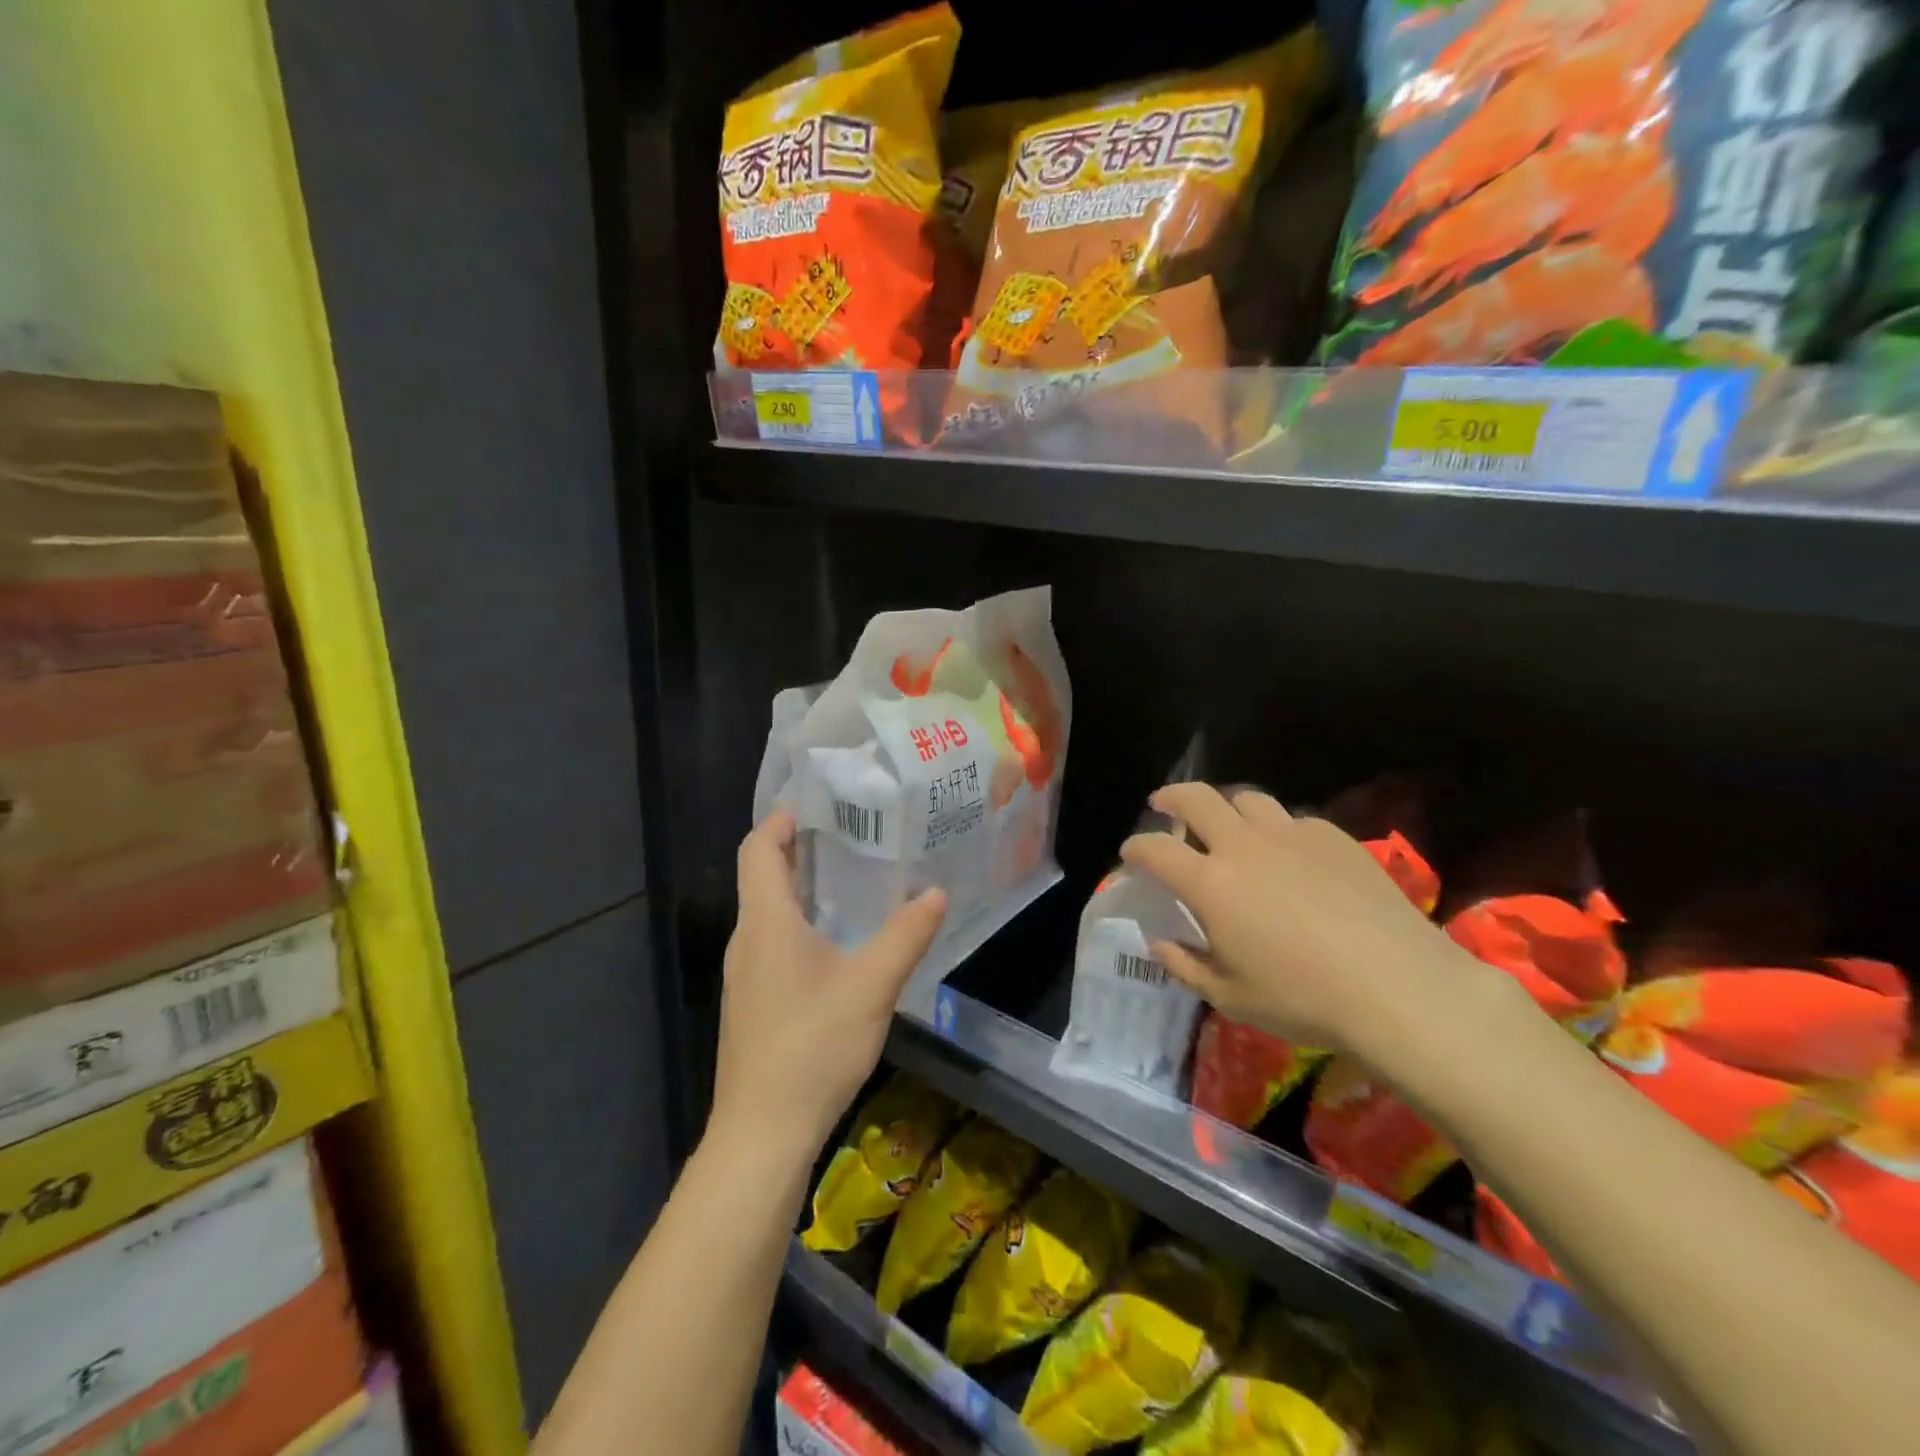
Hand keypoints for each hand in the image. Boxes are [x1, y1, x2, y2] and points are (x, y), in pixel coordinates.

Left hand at [710, 811, 946, 1159]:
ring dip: (799, 887)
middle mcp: (747, 940)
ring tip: (848, 877)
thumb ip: (906, 935)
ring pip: (767, 913)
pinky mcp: (752, 1004)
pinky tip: (835, 942)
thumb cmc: (812, 1046)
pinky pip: (771, 943)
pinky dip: (798, 922)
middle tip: (848, 831)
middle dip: (797, 848)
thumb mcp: (871, 986)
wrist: (761, 1134)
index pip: (757, 850)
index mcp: (766, 922)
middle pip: (761, 877)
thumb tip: (936, 891)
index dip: (778, 820)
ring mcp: (745, 975)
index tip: (814, 802)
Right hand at [1119, 783, 1491, 1063]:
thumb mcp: (1230, 997)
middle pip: (1196, 798)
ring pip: (1247, 799)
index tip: (1130, 854)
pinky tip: (1289, 855)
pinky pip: (1293, 820)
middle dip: (1171, 796)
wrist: (1399, 987)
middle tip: (1164, 804)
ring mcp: (1292, 835)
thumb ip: (1185, 965)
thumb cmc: (1304, 999)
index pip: (1155, 849)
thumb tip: (1159, 943)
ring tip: (1227, 824)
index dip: (1136, 848)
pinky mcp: (1334, 838)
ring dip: (1226, 807)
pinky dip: (1277, 830)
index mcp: (1210, 883)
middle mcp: (1244, 846)